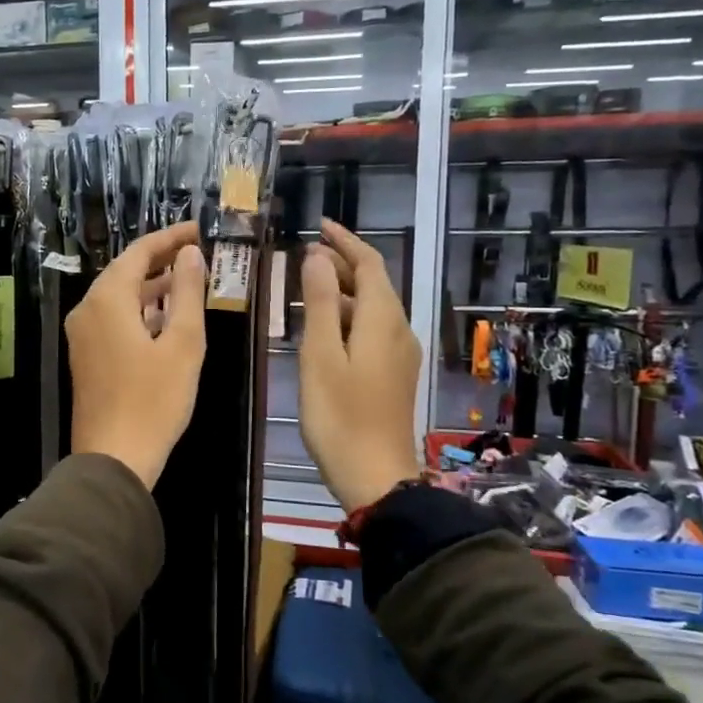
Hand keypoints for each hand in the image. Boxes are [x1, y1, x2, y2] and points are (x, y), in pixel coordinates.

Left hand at [67, 223, 207, 488]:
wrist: (113, 458)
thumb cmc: (154, 401)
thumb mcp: (182, 344)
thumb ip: (187, 292)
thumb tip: (190, 253)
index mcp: (107, 299)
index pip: (138, 252)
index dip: (171, 237)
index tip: (201, 230)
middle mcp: (87, 309)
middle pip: (125, 271)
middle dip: (162, 260)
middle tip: (199, 254)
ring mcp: (82, 335)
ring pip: (118, 297)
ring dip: (152, 287)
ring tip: (190, 282)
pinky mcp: (85, 357)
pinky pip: (113, 319)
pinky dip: (139, 311)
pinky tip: (165, 319)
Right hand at [299, 219, 422, 512]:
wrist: (376, 476)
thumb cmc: (340, 416)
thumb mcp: (321, 356)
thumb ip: (319, 303)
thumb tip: (316, 257)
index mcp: (382, 320)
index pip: (369, 264)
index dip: (345, 241)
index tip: (319, 226)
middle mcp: (398, 330)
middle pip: (373, 284)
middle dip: (341, 264)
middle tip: (302, 258)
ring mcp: (400, 355)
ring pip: (372, 308)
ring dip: (341, 292)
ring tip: (304, 289)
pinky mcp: (394, 375)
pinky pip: (372, 330)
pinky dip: (347, 317)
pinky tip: (323, 330)